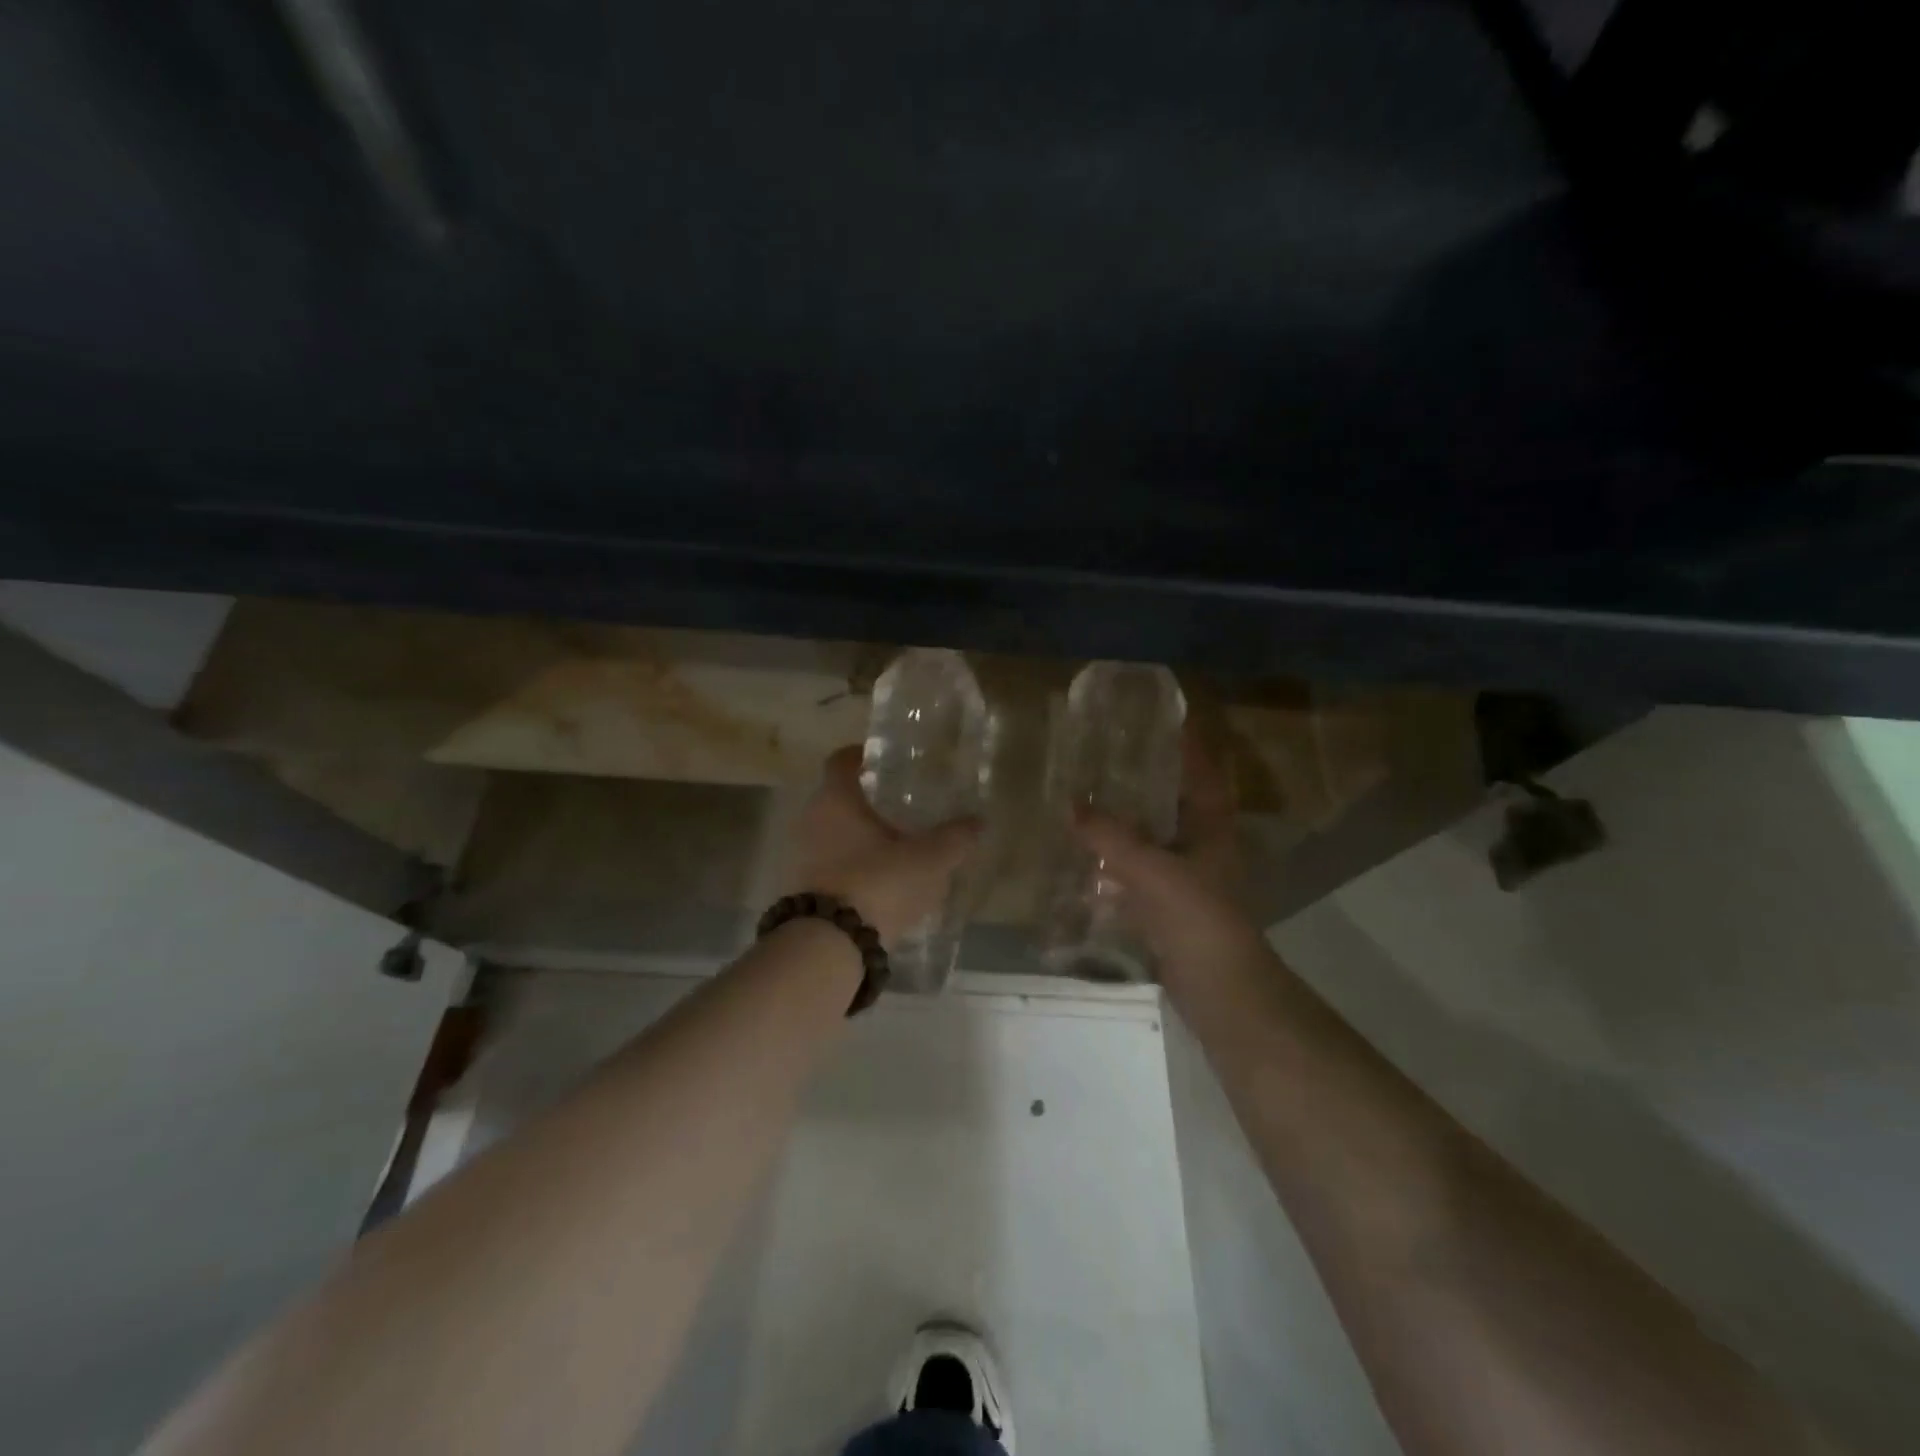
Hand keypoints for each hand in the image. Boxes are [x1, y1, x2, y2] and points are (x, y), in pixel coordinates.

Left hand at [785, 746, 980, 943]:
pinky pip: (831, 864)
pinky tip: (881, 881)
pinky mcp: (802, 887)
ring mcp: (802, 855)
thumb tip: (978, 822)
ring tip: (898, 846)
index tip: (886, 760)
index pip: (842, 760)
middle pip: (839, 798)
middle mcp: (812, 819)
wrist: (829, 945)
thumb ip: (954, 838)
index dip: (863, 755)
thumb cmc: (877, 883)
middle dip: (870, 801)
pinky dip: (853, 865)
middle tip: (903, 806)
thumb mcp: (928, 860)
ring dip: (861, 836)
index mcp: (836, 799)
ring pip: (835, 833)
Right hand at [1072, 736, 1265, 979]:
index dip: (1190, 748)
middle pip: (1174, 806)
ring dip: (1126, 827)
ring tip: (1089, 804)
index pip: (1203, 776)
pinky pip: (1137, 878)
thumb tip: (1072, 805)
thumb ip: (1111, 838)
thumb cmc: (1198, 917)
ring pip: (1153, 843)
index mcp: (1212, 830)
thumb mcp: (1153, 870)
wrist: (1221, 991)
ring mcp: (1186, 882)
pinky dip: (1114, 868)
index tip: (1166, 721)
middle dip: (1146, 785)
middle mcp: (1202, 850)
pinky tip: (1085, 862)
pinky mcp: (1168, 911)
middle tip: (1109, 760)